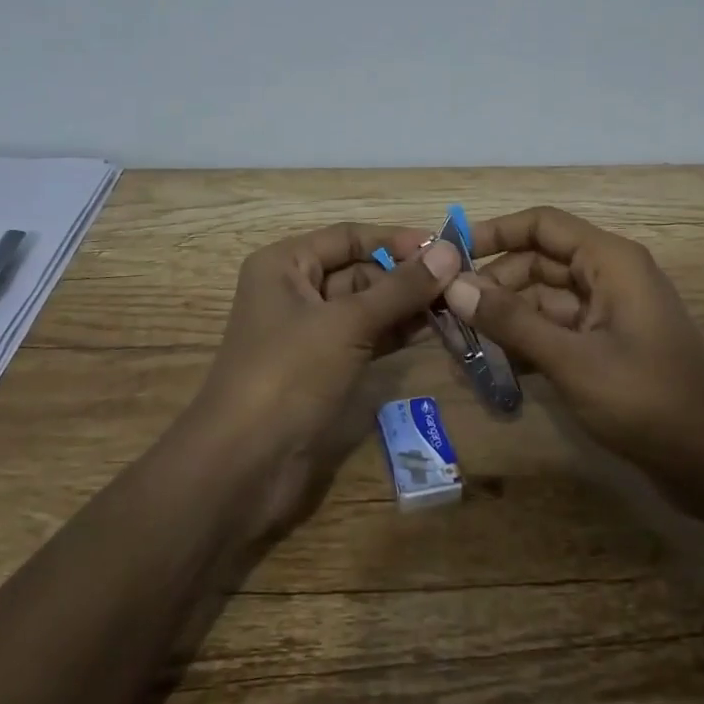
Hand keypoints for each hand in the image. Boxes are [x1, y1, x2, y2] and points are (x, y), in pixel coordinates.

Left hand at [189, 222, 462, 536]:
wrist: (244, 466)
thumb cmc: (289, 375)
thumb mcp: (347, 324)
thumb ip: (399, 288)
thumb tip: (449, 253)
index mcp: (285, 265)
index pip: (349, 237)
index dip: (396, 240)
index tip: (446, 247)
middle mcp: (294, 290)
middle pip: (359, 270)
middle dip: (406, 275)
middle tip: (459, 282)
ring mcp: (309, 332)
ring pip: (366, 306)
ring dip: (407, 304)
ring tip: (456, 304)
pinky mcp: (322, 368)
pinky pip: (366, 337)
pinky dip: (396, 332)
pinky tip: (434, 329)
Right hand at [441, 206, 703, 476]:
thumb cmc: (646, 399)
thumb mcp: (571, 359)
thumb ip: (511, 321)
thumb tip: (455, 286)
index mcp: (609, 260)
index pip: (542, 224)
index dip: (495, 232)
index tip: (450, 254)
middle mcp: (608, 276)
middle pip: (539, 261)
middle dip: (495, 282)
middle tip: (449, 310)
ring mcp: (609, 312)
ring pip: (545, 297)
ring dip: (508, 314)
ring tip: (463, 340)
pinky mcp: (608, 345)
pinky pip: (558, 328)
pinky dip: (529, 339)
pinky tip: (497, 365)